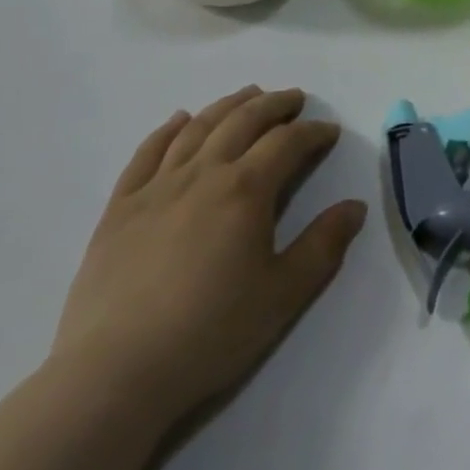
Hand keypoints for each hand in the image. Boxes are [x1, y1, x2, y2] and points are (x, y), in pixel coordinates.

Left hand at [49, 87, 367, 431]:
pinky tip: (179, 120)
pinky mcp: (119, 208)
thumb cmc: (210, 333)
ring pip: (197, 129)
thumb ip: (324, 245)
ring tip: (247, 96)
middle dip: (274, 105)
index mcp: (245, 190)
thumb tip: (355, 207)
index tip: (329, 131)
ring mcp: (156, 188)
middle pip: (242, 122)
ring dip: (227, 106)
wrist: (114, 373)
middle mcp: (202, 174)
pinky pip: (146, 153)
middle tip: (294, 99)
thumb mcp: (284, 294)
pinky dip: (167, 130)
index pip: (287, 143)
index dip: (313, 132)